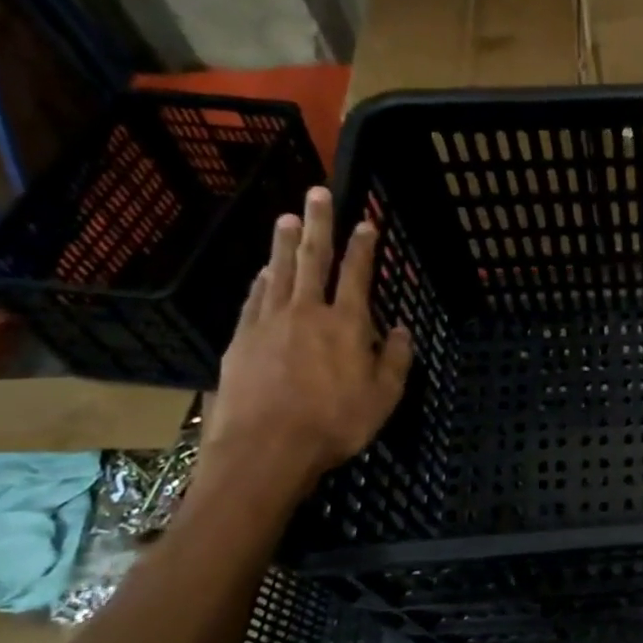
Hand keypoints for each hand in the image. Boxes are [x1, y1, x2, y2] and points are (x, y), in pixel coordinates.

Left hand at [201, 187, 413, 490]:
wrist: (266, 448)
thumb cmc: (335, 423)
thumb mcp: (384, 397)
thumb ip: (396, 359)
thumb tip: (401, 329)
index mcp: (347, 324)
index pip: (357, 275)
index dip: (363, 247)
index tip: (365, 223)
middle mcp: (308, 312)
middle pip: (313, 260)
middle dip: (318, 225)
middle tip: (317, 193)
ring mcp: (269, 323)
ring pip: (279, 272)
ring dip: (284, 244)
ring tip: (286, 218)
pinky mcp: (241, 339)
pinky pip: (254, 299)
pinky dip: (261, 281)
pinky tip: (264, 271)